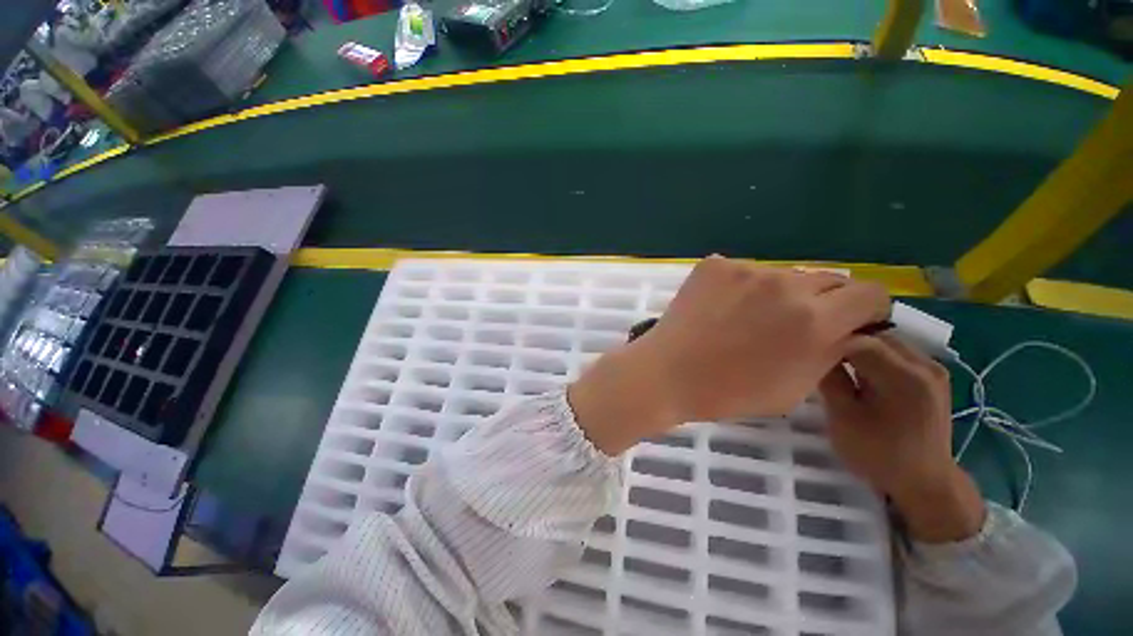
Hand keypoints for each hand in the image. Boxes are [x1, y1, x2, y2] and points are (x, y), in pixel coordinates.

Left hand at [567, 256, 888, 454]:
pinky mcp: (715, 264)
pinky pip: (744, 270)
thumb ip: (829, 352)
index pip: (870, 292)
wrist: (667, 373)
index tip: (848, 323)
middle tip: (793, 322)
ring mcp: (745, 269)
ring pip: (782, 274)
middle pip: (827, 279)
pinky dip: (742, 286)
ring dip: (779, 293)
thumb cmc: (729, 392)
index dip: (865, 310)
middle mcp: (785, 284)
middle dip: (823, 301)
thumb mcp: (796, 387)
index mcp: (814, 319)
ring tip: (750, 316)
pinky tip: (722, 306)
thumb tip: (847, 330)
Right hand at [820, 335, 985, 542]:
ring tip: (836, 361)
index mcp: (904, 377)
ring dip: (860, 346)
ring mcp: (933, 369)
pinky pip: (897, 352)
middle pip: (876, 335)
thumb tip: (815, 352)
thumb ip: (830, 379)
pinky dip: (875, 355)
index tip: (807, 349)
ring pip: (886, 341)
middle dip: (845, 340)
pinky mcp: (932, 376)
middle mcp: (925, 365)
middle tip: (818, 353)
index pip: (860, 340)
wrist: (925, 483)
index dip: (829, 341)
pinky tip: (860, 370)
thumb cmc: (879, 454)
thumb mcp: (844, 418)